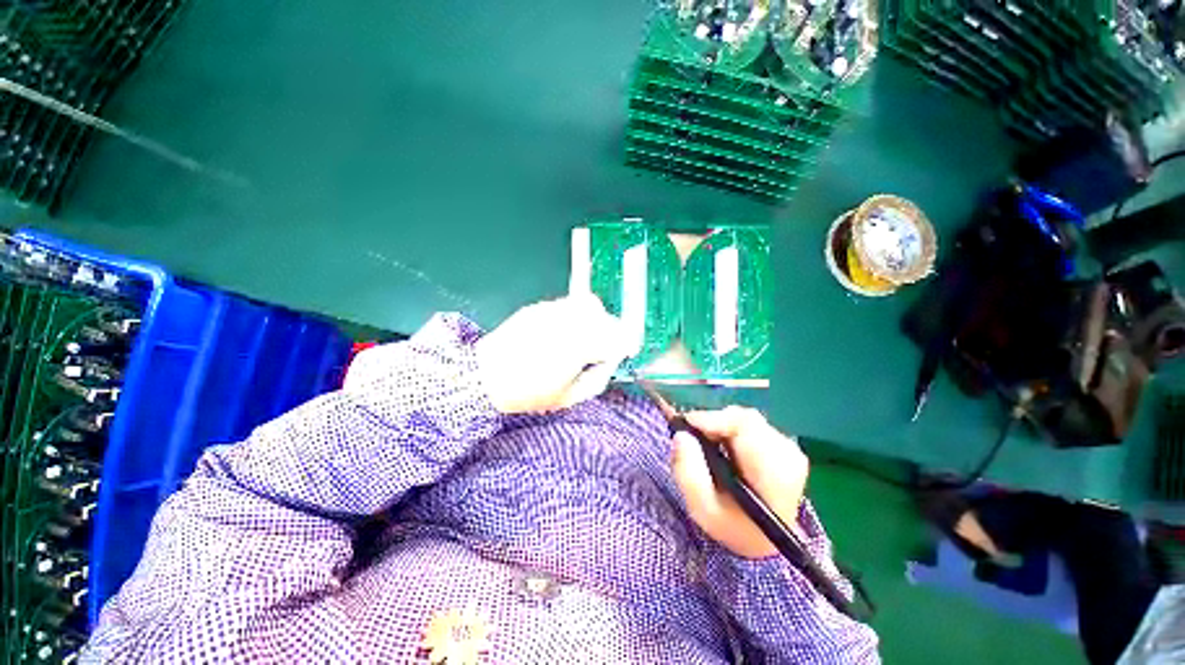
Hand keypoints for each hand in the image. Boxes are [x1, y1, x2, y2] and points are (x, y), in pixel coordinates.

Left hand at [475, 294, 632, 413]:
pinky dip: (575, 315)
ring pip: (588, 305)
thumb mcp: (568, 398)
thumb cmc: (528, 393)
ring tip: (585, 336)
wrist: (485, 377)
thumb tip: (610, 362)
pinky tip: (565, 330)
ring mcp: (552, 311)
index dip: (626, 343)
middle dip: (611, 331)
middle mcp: (567, 323)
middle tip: (604, 347)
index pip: (616, 337)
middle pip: (604, 317)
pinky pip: (568, 304)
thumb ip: (597, 378)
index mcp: (577, 348)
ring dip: (595, 320)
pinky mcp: (539, 307)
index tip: (626, 351)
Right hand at [671, 407, 808, 558]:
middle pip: (745, 419)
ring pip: (745, 419)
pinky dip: (729, 429)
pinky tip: (722, 448)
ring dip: (720, 426)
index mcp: (774, 473)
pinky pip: (750, 424)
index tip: (686, 423)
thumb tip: (680, 435)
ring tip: (706, 445)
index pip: (746, 427)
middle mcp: (787, 454)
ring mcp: (788, 448)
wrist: (765, 543)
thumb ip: (688, 473)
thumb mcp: (702, 509)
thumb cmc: (732, 527)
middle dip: (713, 423)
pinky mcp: (783, 445)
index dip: (713, 419)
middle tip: (692, 437)